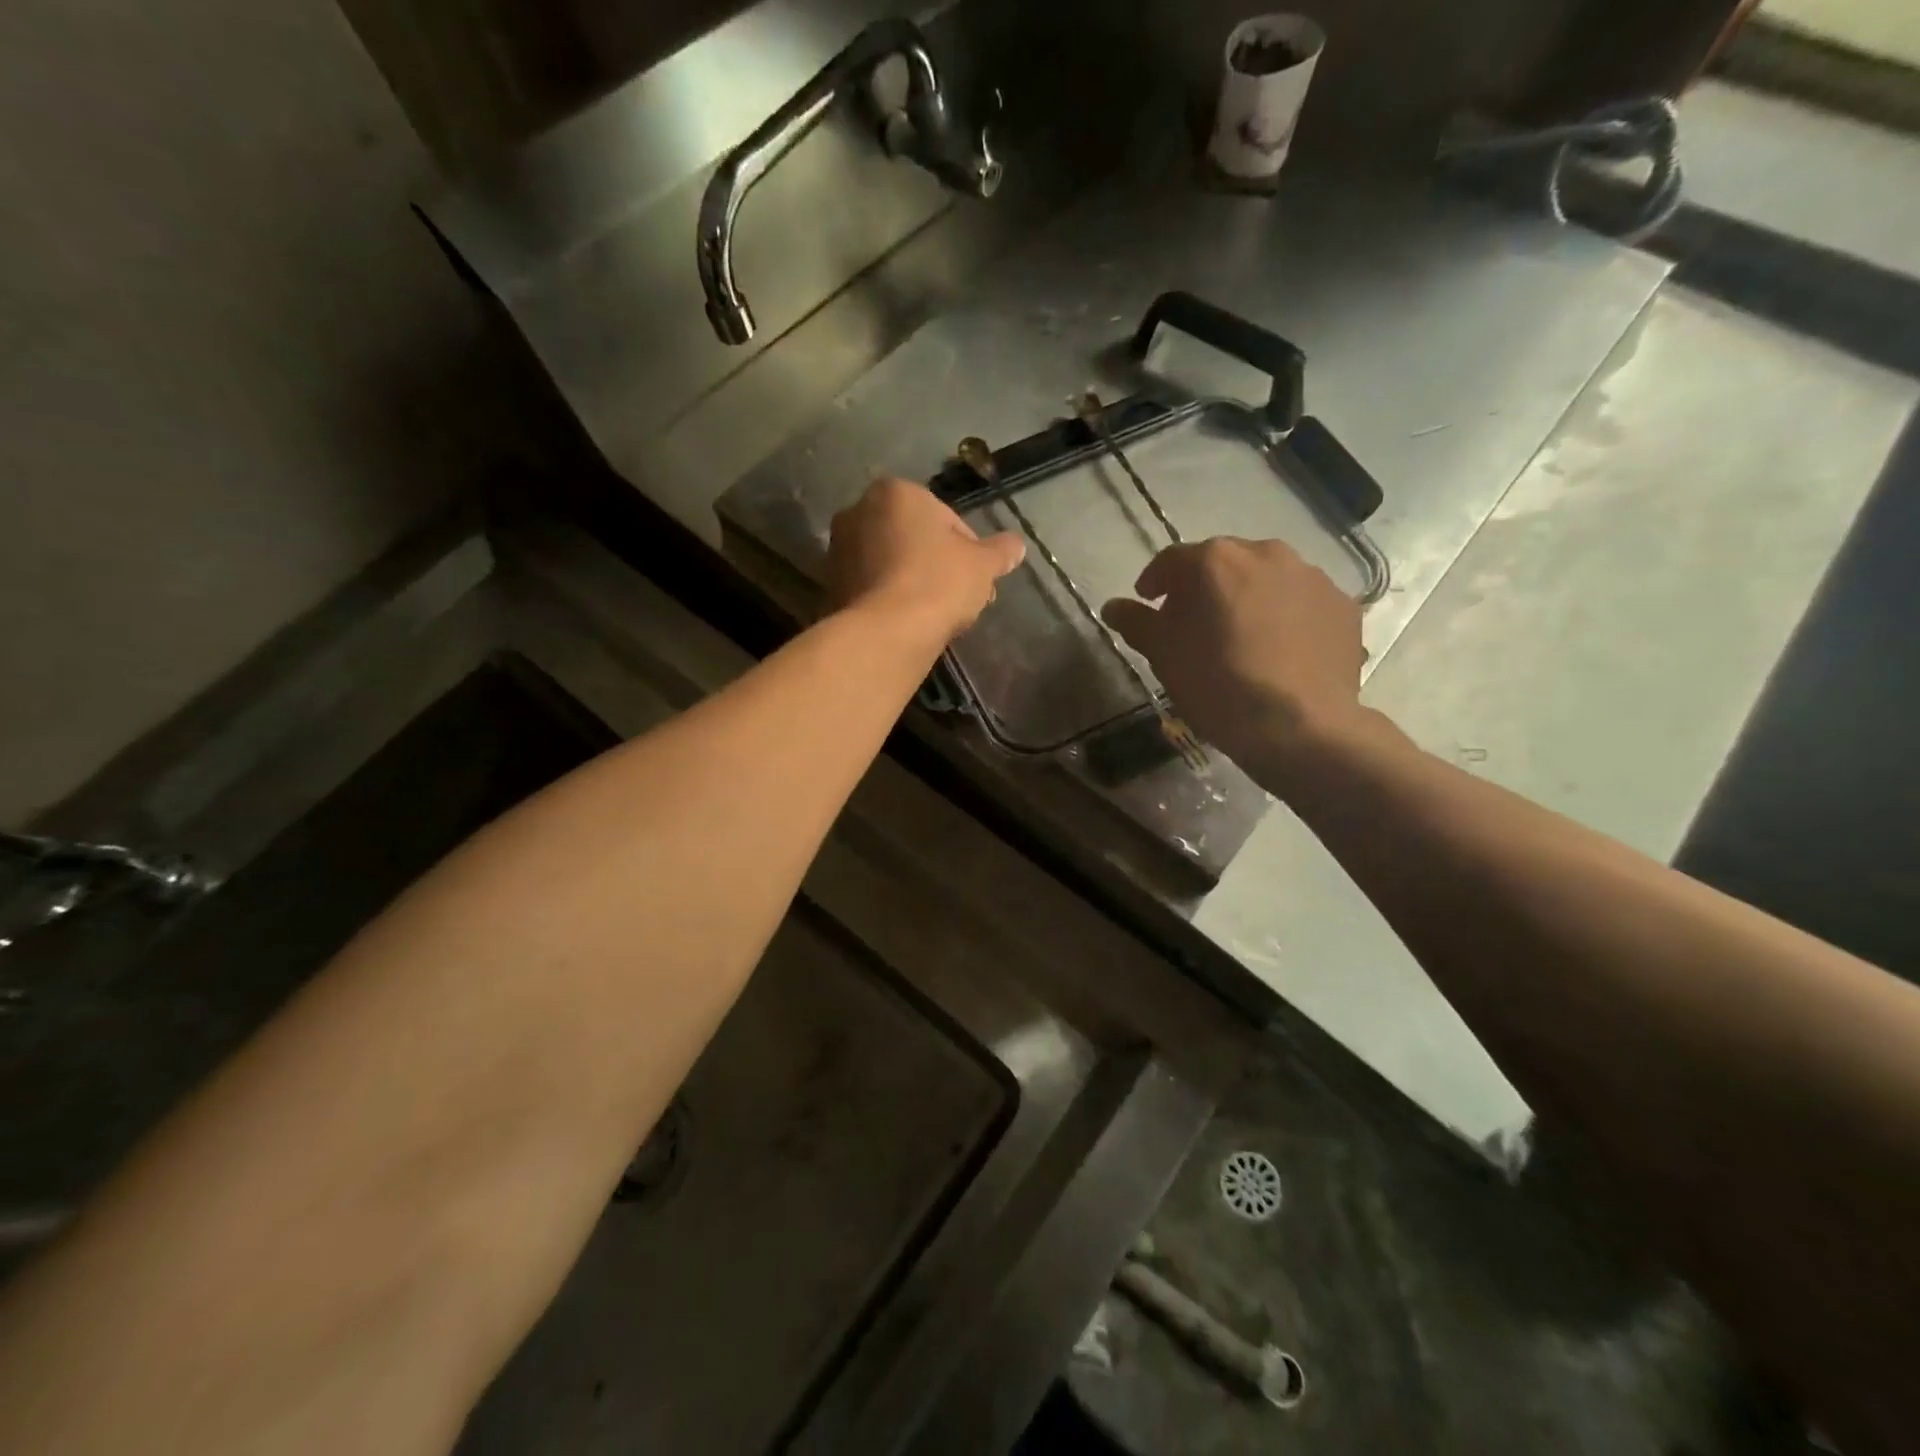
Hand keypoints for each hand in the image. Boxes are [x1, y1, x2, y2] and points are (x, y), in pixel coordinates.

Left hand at [826, 477, 1024, 644]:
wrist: (885, 632)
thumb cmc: (938, 583)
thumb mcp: (982, 565)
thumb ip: (1000, 551)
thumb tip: (1017, 546)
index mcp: (896, 492)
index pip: (945, 517)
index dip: (968, 550)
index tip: (978, 578)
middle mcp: (858, 510)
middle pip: (913, 538)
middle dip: (937, 564)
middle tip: (960, 597)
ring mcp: (838, 549)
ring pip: (891, 562)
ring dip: (913, 581)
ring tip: (936, 614)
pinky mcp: (829, 585)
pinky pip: (872, 586)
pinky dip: (890, 599)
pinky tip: (909, 623)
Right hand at [1101, 538, 1366, 781]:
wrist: (1298, 727)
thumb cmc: (1216, 684)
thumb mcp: (1163, 655)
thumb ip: (1135, 622)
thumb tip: (1113, 607)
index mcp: (1216, 560)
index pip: (1172, 560)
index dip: (1155, 582)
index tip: (1149, 603)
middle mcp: (1266, 553)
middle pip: (1224, 563)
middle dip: (1204, 588)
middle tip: (1195, 624)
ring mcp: (1311, 577)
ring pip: (1267, 579)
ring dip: (1248, 598)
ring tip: (1242, 637)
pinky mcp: (1343, 606)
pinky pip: (1302, 603)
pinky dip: (1286, 617)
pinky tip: (1280, 650)